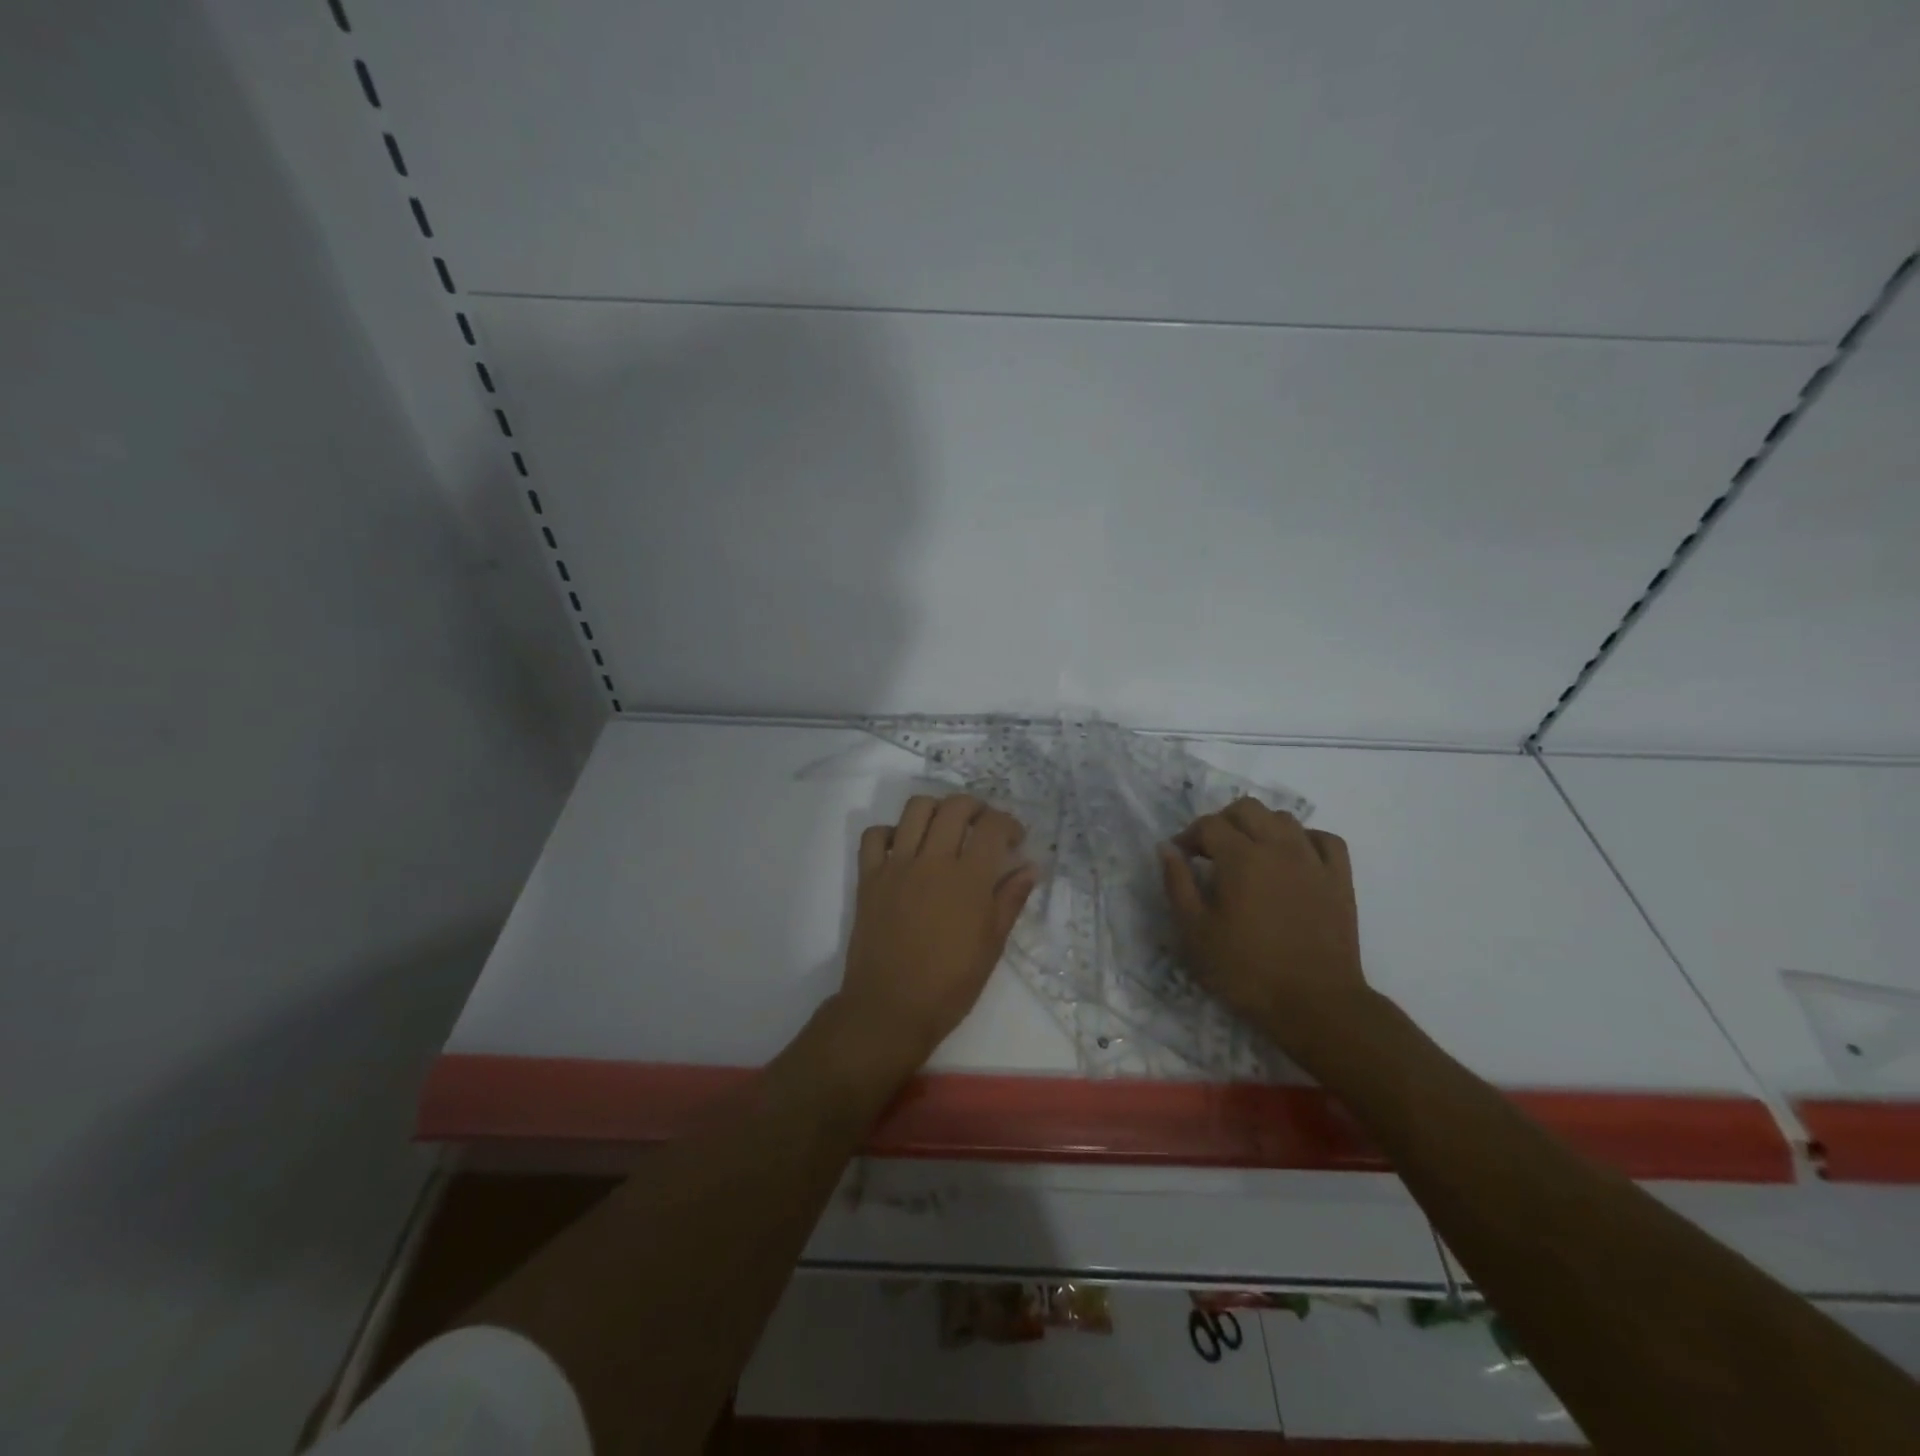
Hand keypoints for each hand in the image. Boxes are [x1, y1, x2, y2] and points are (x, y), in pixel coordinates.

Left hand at [836, 794, 1037, 1075]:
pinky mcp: (869, 877)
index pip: (993, 826)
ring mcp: (896, 866)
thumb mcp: (991, 946)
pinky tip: (903, 847)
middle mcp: (932, 861)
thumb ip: (1010, 900)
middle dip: (975, 807)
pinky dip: (890, 832)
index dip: (1009, 823)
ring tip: (945, 827)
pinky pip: (874, 836)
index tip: (1014, 838)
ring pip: (915, 809)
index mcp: (968, 879)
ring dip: (935, 809)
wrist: (890, 1008)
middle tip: (983, 825)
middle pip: (954, 807)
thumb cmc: (949, 985)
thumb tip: (1029, 868)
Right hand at [1159, 799, 1368, 1053]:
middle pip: (1248, 809)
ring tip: (1249, 854)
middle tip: (1211, 851)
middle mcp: (1278, 848)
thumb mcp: (1195, 932)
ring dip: (1261, 827)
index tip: (1181, 857)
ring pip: (1284, 819)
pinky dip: (1305, 840)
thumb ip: (1178, 884)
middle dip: (1223, 822)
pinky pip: (1325, 840)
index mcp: (1241, 858)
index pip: (1209, 825)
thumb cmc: (1246, 971)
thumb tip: (1167, 848)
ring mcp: (1314, 861)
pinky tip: (1294, 858)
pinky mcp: (1340, 880)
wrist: (1315, 1004)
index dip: (1189, 836)